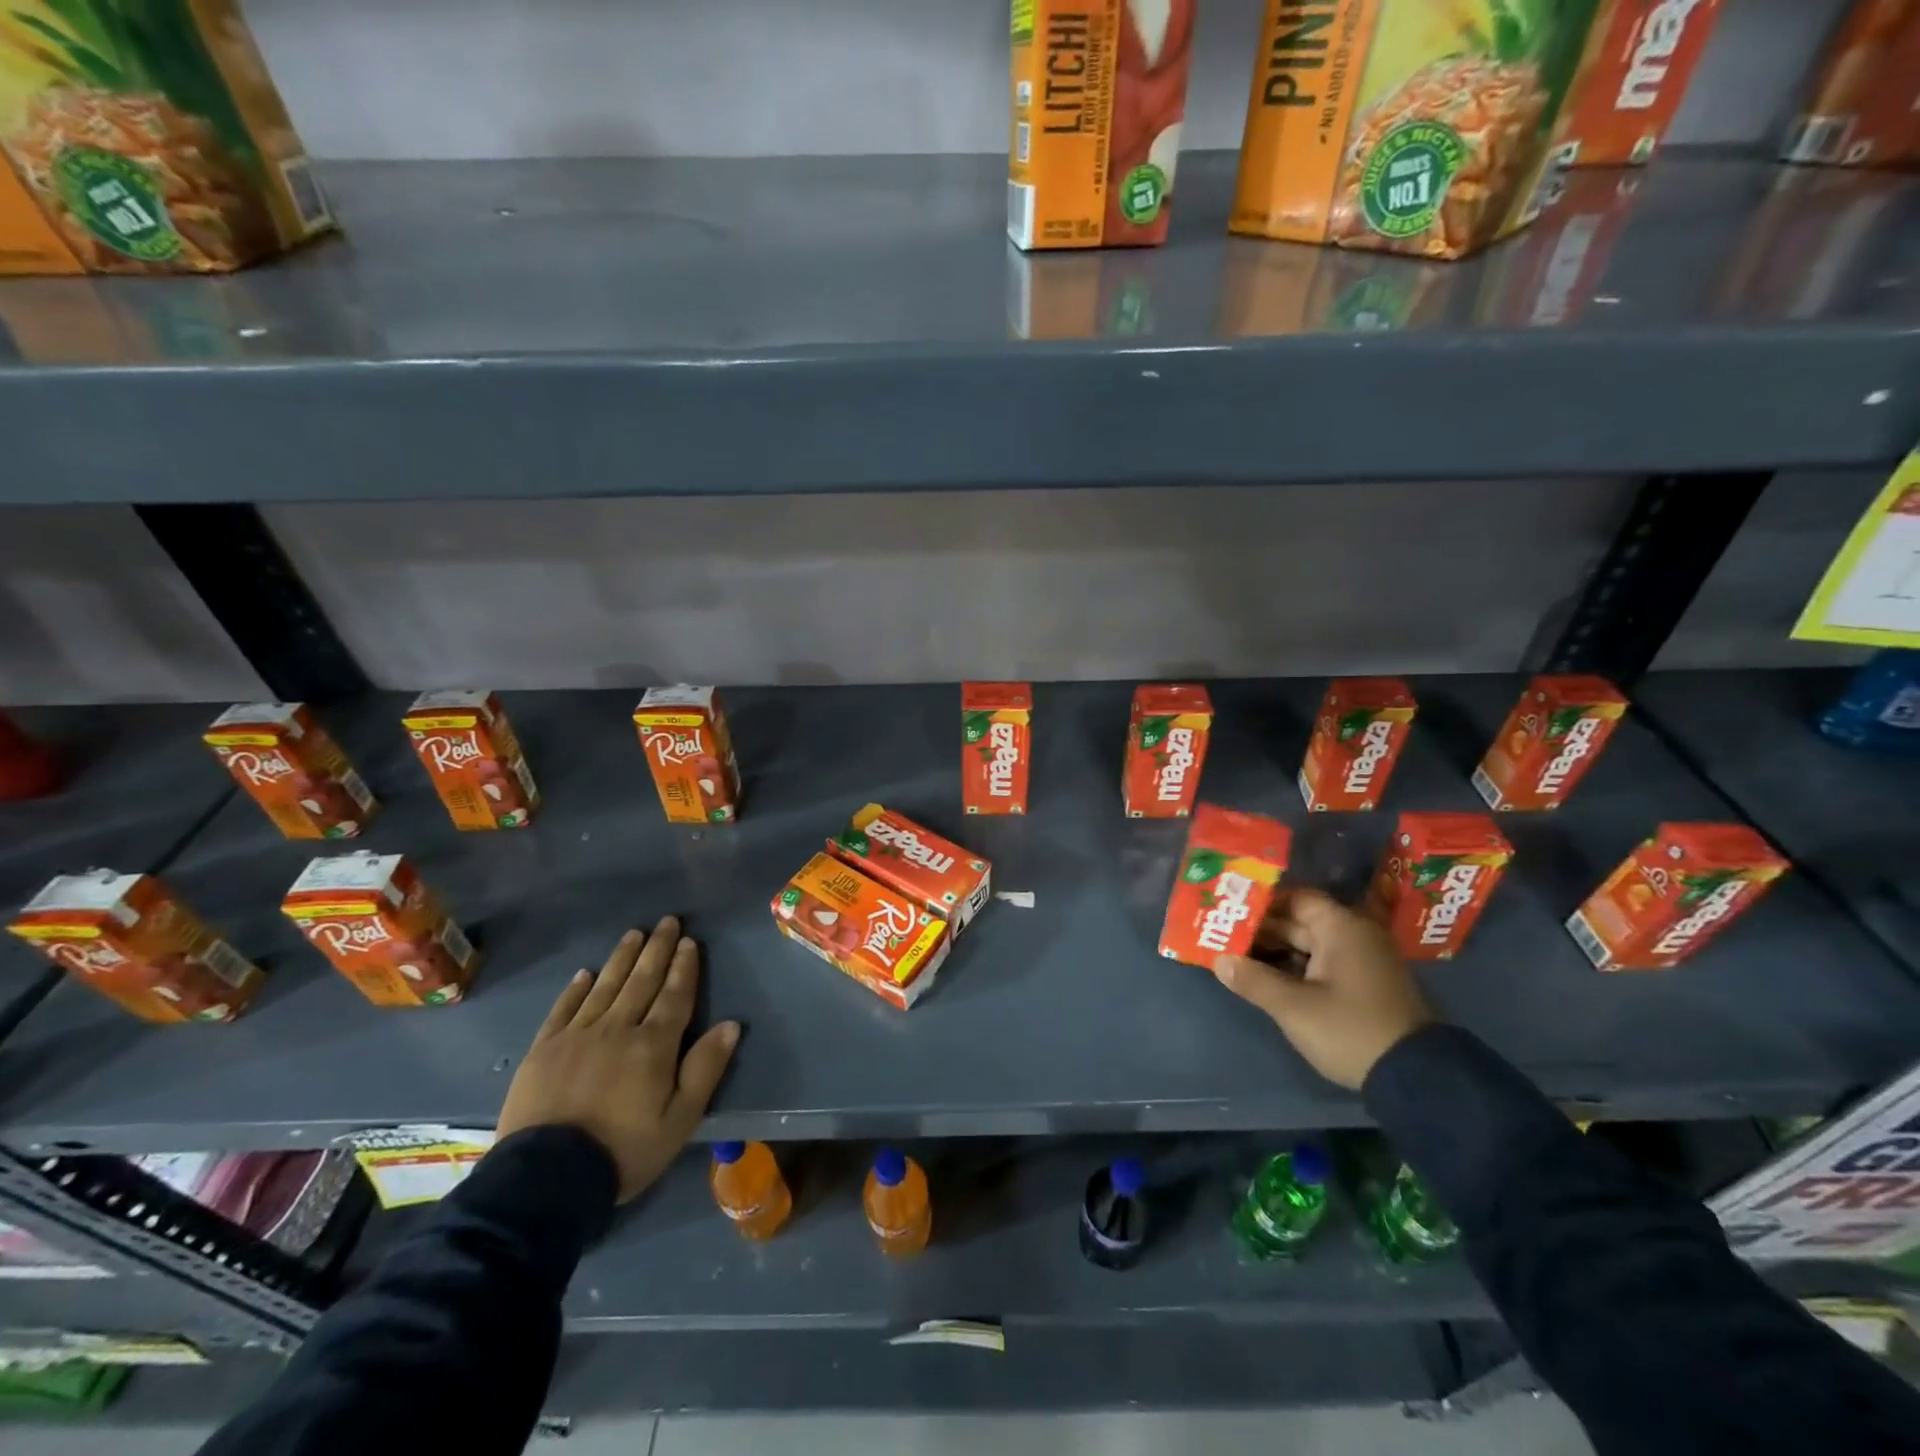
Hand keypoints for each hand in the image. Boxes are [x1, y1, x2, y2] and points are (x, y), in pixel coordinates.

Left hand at [497, 916, 738, 1201]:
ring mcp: (577, 1036)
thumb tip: (731, 1025)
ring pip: (605, 986)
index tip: (690, 942)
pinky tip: (586, 973)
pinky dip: (576, 988)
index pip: (675, 996)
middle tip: (667, 922)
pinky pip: (564, 1009)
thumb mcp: (679, 1121)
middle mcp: (617, 1029)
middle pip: (642, 981)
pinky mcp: (544, 1049)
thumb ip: (705, 1069)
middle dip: (658, 950)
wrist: (545, 1180)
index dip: (684, 967)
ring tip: (635, 934)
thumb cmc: (623, 1152)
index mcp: (654, 1045)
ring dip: (622, 958)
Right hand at [1211, 888, 1430, 1089]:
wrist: (1417, 1079)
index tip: (1229, 910)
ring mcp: (1362, 962)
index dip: (1262, 903)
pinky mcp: (1364, 986)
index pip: (1295, 898)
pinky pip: (1321, 964)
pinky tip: (1265, 978)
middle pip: (1300, 921)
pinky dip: (1294, 967)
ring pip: (1308, 945)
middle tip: (1222, 934)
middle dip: (1261, 929)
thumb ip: (1253, 980)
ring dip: (1275, 951)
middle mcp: (1354, 936)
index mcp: (1342, 928)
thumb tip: (1218, 960)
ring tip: (1235, 956)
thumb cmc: (1350, 1030)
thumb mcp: (1294, 1008)